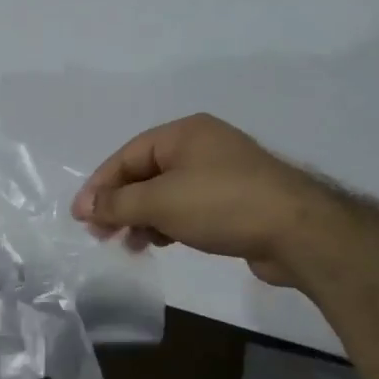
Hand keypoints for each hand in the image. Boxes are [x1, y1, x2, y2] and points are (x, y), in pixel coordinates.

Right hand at [71, 114, 316, 286]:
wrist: (298, 232)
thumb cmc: (222, 204)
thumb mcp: (161, 202)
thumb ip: (118, 203)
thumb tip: (85, 205)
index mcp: (184, 133)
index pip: (127, 155)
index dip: (100, 185)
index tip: (81, 216)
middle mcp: (202, 147)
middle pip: (145, 174)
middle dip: (120, 204)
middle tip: (101, 234)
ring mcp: (221, 174)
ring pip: (166, 194)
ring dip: (142, 218)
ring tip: (130, 245)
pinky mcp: (234, 202)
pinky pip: (188, 208)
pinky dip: (168, 224)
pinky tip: (160, 243)